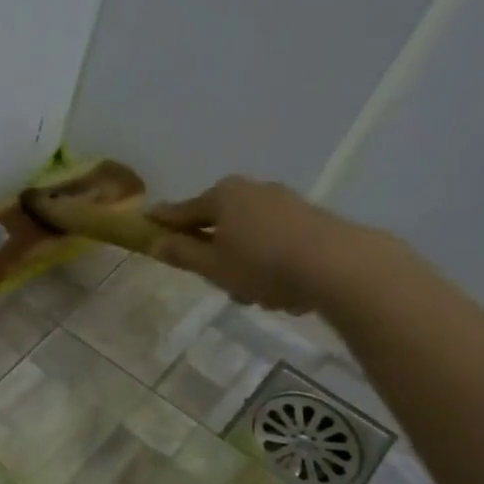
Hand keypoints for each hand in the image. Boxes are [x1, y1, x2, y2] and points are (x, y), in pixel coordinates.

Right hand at [147, 175, 359, 312]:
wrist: (338, 265)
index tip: (145, 224)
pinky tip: (280, 287)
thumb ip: (182, 254)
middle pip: (217, 222)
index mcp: (222, 196)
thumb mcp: (212, 266)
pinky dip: (268, 261)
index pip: (182, 211)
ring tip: (254, 293)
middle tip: (213, 280)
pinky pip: (274, 241)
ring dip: (242, 262)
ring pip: (247, 235)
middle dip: (212, 251)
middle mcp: (252, 190)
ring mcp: (283, 202)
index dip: (162, 222)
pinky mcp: (309, 218)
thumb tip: (156, 242)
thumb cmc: (262, 265)